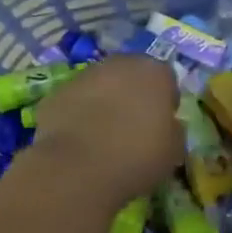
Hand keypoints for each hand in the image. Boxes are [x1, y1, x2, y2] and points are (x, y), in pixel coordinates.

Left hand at [28, 55, 182, 210]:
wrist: (76, 168)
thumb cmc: (135, 157)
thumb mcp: (173, 152)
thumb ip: (174, 130)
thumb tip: (168, 125)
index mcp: (154, 72)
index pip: (167, 79)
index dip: (165, 102)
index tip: (161, 125)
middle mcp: (120, 63)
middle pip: (132, 75)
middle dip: (133, 95)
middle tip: (132, 127)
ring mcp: (85, 74)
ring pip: (101, 85)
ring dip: (104, 102)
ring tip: (103, 137)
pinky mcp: (57, 91)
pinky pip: (76, 100)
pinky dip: (79, 114)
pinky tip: (79, 141)